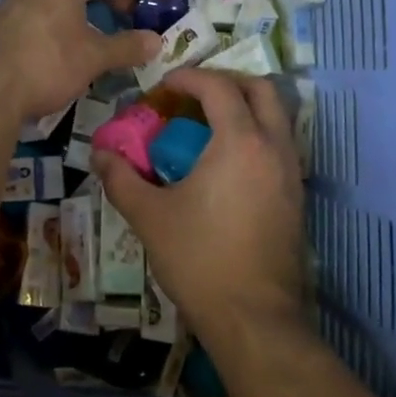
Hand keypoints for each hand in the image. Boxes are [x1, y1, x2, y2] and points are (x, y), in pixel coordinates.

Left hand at [0, 0, 173, 121]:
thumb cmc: (46, 66)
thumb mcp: (93, 58)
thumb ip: (127, 46)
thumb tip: (156, 41)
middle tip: (137, 11)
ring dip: (90, 7)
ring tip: (107, 27)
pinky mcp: (5, 18)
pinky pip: (47, 8)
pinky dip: (68, 17)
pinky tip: (72, 38)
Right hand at [93, 67, 305, 348]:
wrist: (254, 319)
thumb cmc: (200, 259)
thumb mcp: (150, 216)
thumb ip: (121, 179)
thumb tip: (98, 153)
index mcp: (240, 142)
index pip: (219, 87)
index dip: (190, 77)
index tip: (164, 85)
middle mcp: (274, 148)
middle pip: (261, 90)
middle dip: (227, 82)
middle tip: (194, 96)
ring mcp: (291, 173)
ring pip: (277, 118)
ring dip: (245, 108)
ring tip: (208, 127)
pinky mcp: (297, 198)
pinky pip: (280, 146)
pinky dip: (256, 136)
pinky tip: (227, 164)